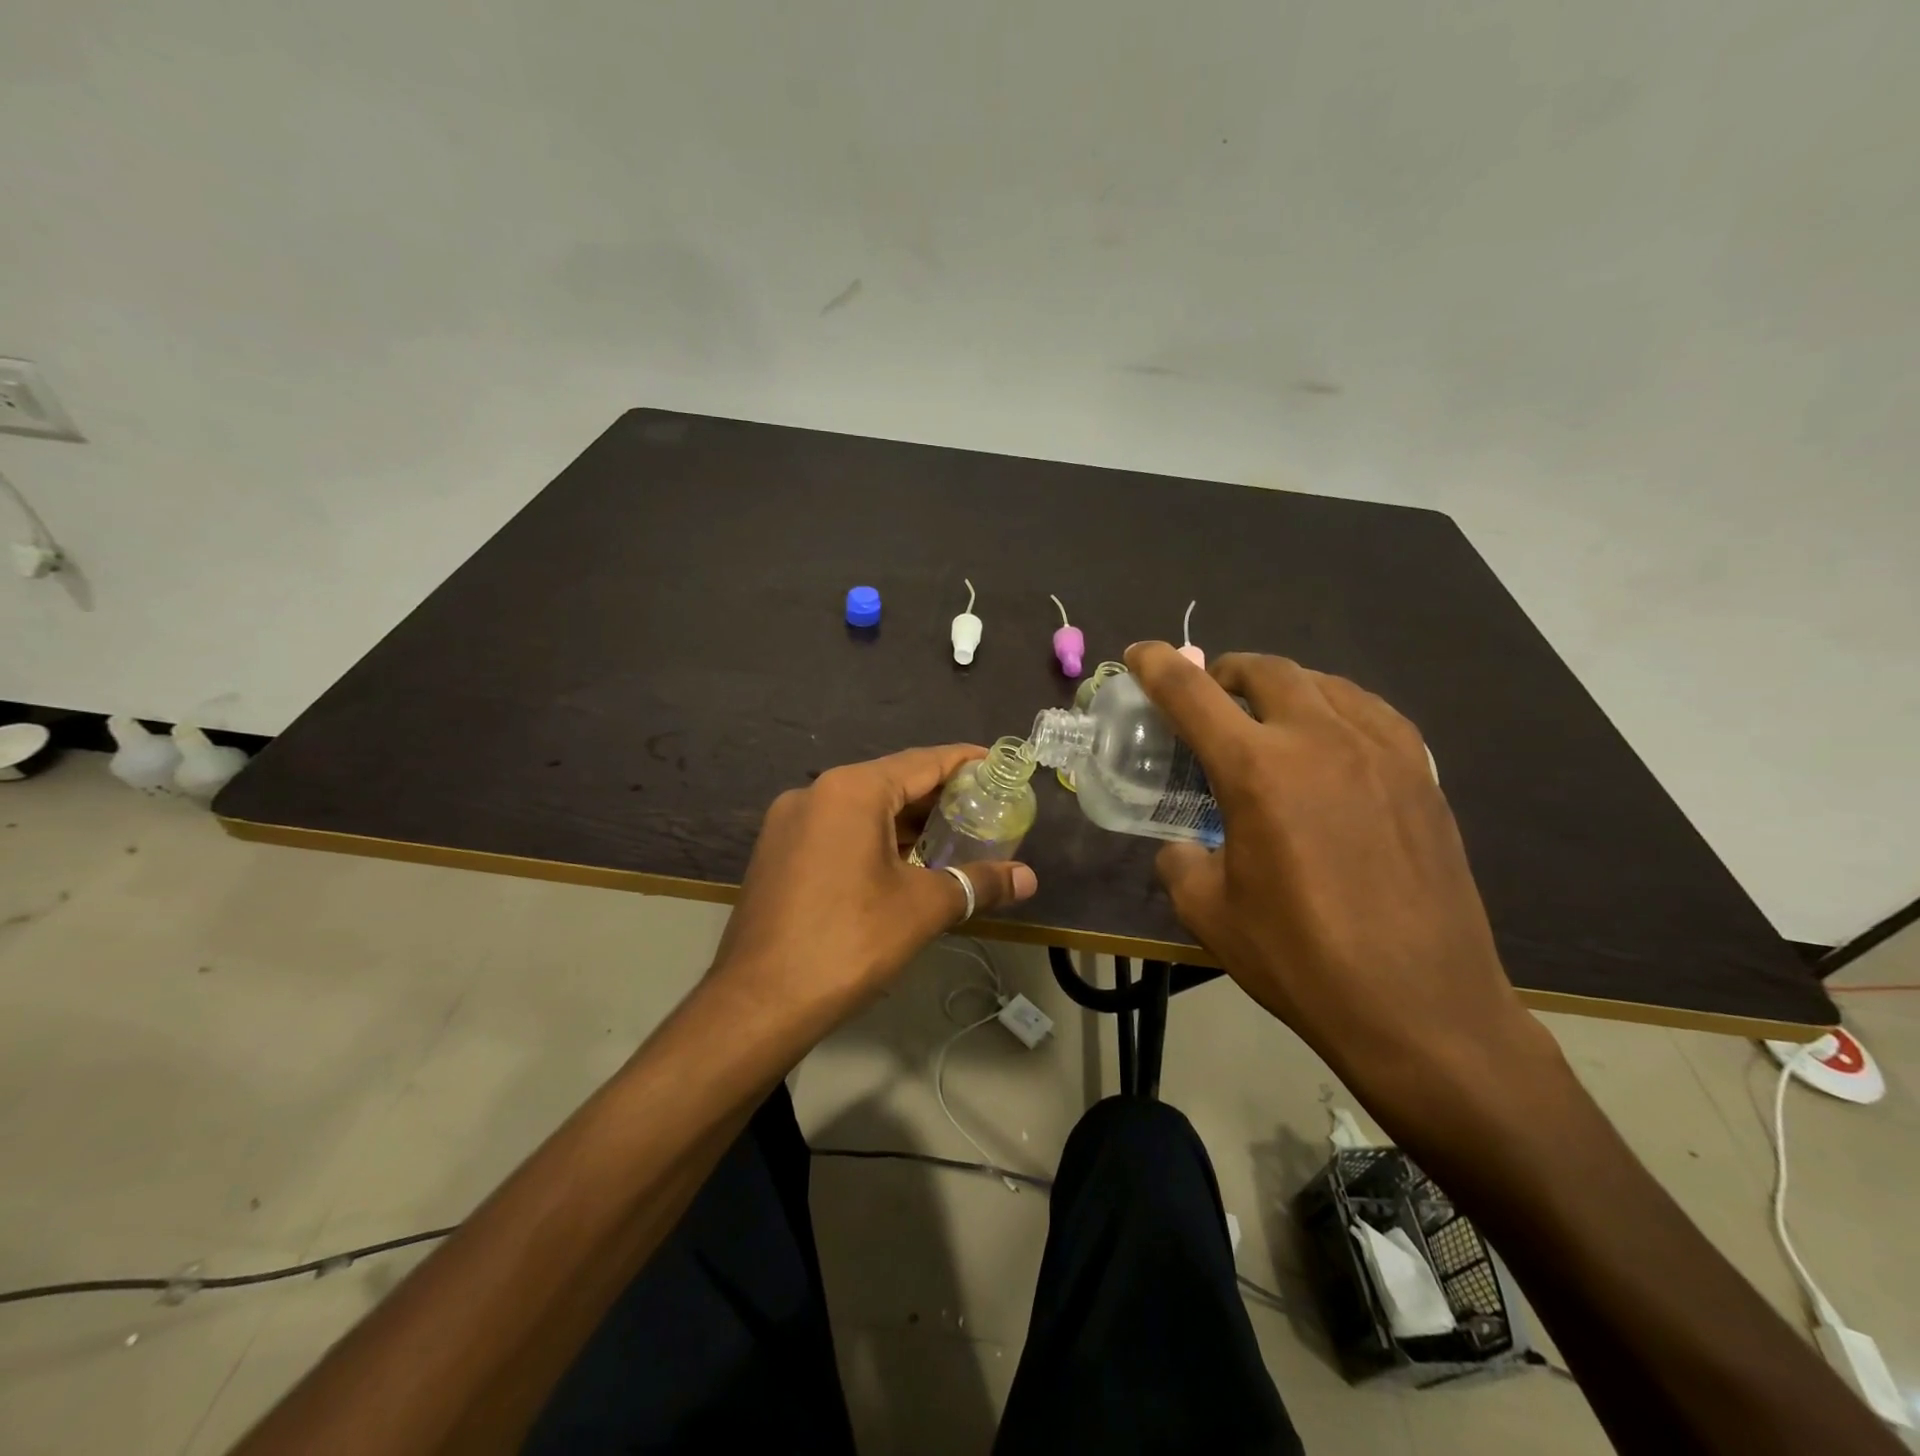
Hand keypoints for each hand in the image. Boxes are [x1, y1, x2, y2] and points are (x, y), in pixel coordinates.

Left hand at [708, 745, 1038, 1035]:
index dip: (964, 761)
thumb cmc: (849, 942)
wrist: (758, 1004)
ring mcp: (788, 823)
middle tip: (983, 808)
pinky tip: (900, 863)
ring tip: (949, 837)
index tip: (998, 764)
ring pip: (861, 808)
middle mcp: (815, 793)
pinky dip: (873, 838)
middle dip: (937, 796)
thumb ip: (978, 883)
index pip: (922, 761)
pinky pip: (837, 830)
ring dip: (905, 821)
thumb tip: (1029, 879)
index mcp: (851, 790)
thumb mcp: (922, 908)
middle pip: (890, 782)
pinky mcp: (776, 852)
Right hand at [1125, 642, 1550, 1111]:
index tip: (1139, 654)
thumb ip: (1181, 860)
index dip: (1158, 667)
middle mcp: (1320, 741)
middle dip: (1225, 672)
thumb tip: (1184, 846)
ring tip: (1267, 715)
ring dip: (1282, 686)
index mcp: (1258, 771)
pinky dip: (1335, 707)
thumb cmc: (1301, 960)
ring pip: (1324, 683)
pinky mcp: (1423, 775)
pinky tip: (1330, 740)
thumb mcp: (1208, 913)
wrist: (1422, 1009)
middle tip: (1209, 697)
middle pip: (1266, 671)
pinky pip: (1371, 712)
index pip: (1194, 695)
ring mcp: (1383, 752)